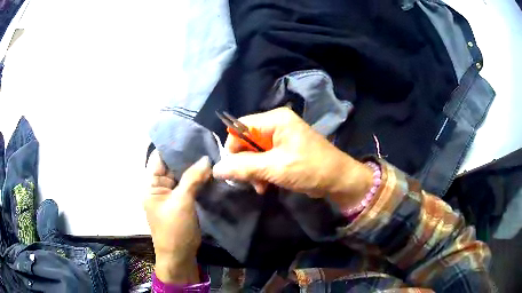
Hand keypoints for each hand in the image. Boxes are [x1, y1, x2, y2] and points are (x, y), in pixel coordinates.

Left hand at [144, 150, 210, 283]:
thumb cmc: (174, 229)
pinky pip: (189, 185)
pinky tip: (210, 170)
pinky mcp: (182, 201)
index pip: (159, 158)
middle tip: (205, 141)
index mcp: (151, 185)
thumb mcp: (182, 202)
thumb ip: (192, 179)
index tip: (189, 134)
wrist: (180, 255)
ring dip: (194, 167)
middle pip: (172, 165)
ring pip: (182, 175)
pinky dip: (198, 179)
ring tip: (210, 152)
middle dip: (187, 155)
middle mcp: (159, 187)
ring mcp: (171, 194)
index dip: (172, 146)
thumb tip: (206, 158)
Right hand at [212, 107, 372, 206]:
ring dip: (254, 170)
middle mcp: (277, 124)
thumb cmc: (310, 169)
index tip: (232, 169)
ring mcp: (282, 137)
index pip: (240, 126)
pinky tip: (266, 186)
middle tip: (249, 181)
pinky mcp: (285, 150)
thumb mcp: (275, 168)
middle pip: (246, 140)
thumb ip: (244, 167)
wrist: (339, 180)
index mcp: (275, 119)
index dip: (233, 147)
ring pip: (254, 152)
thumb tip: (216, 169)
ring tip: (260, 186)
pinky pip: (264, 158)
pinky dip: (262, 172)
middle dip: (245, 162)